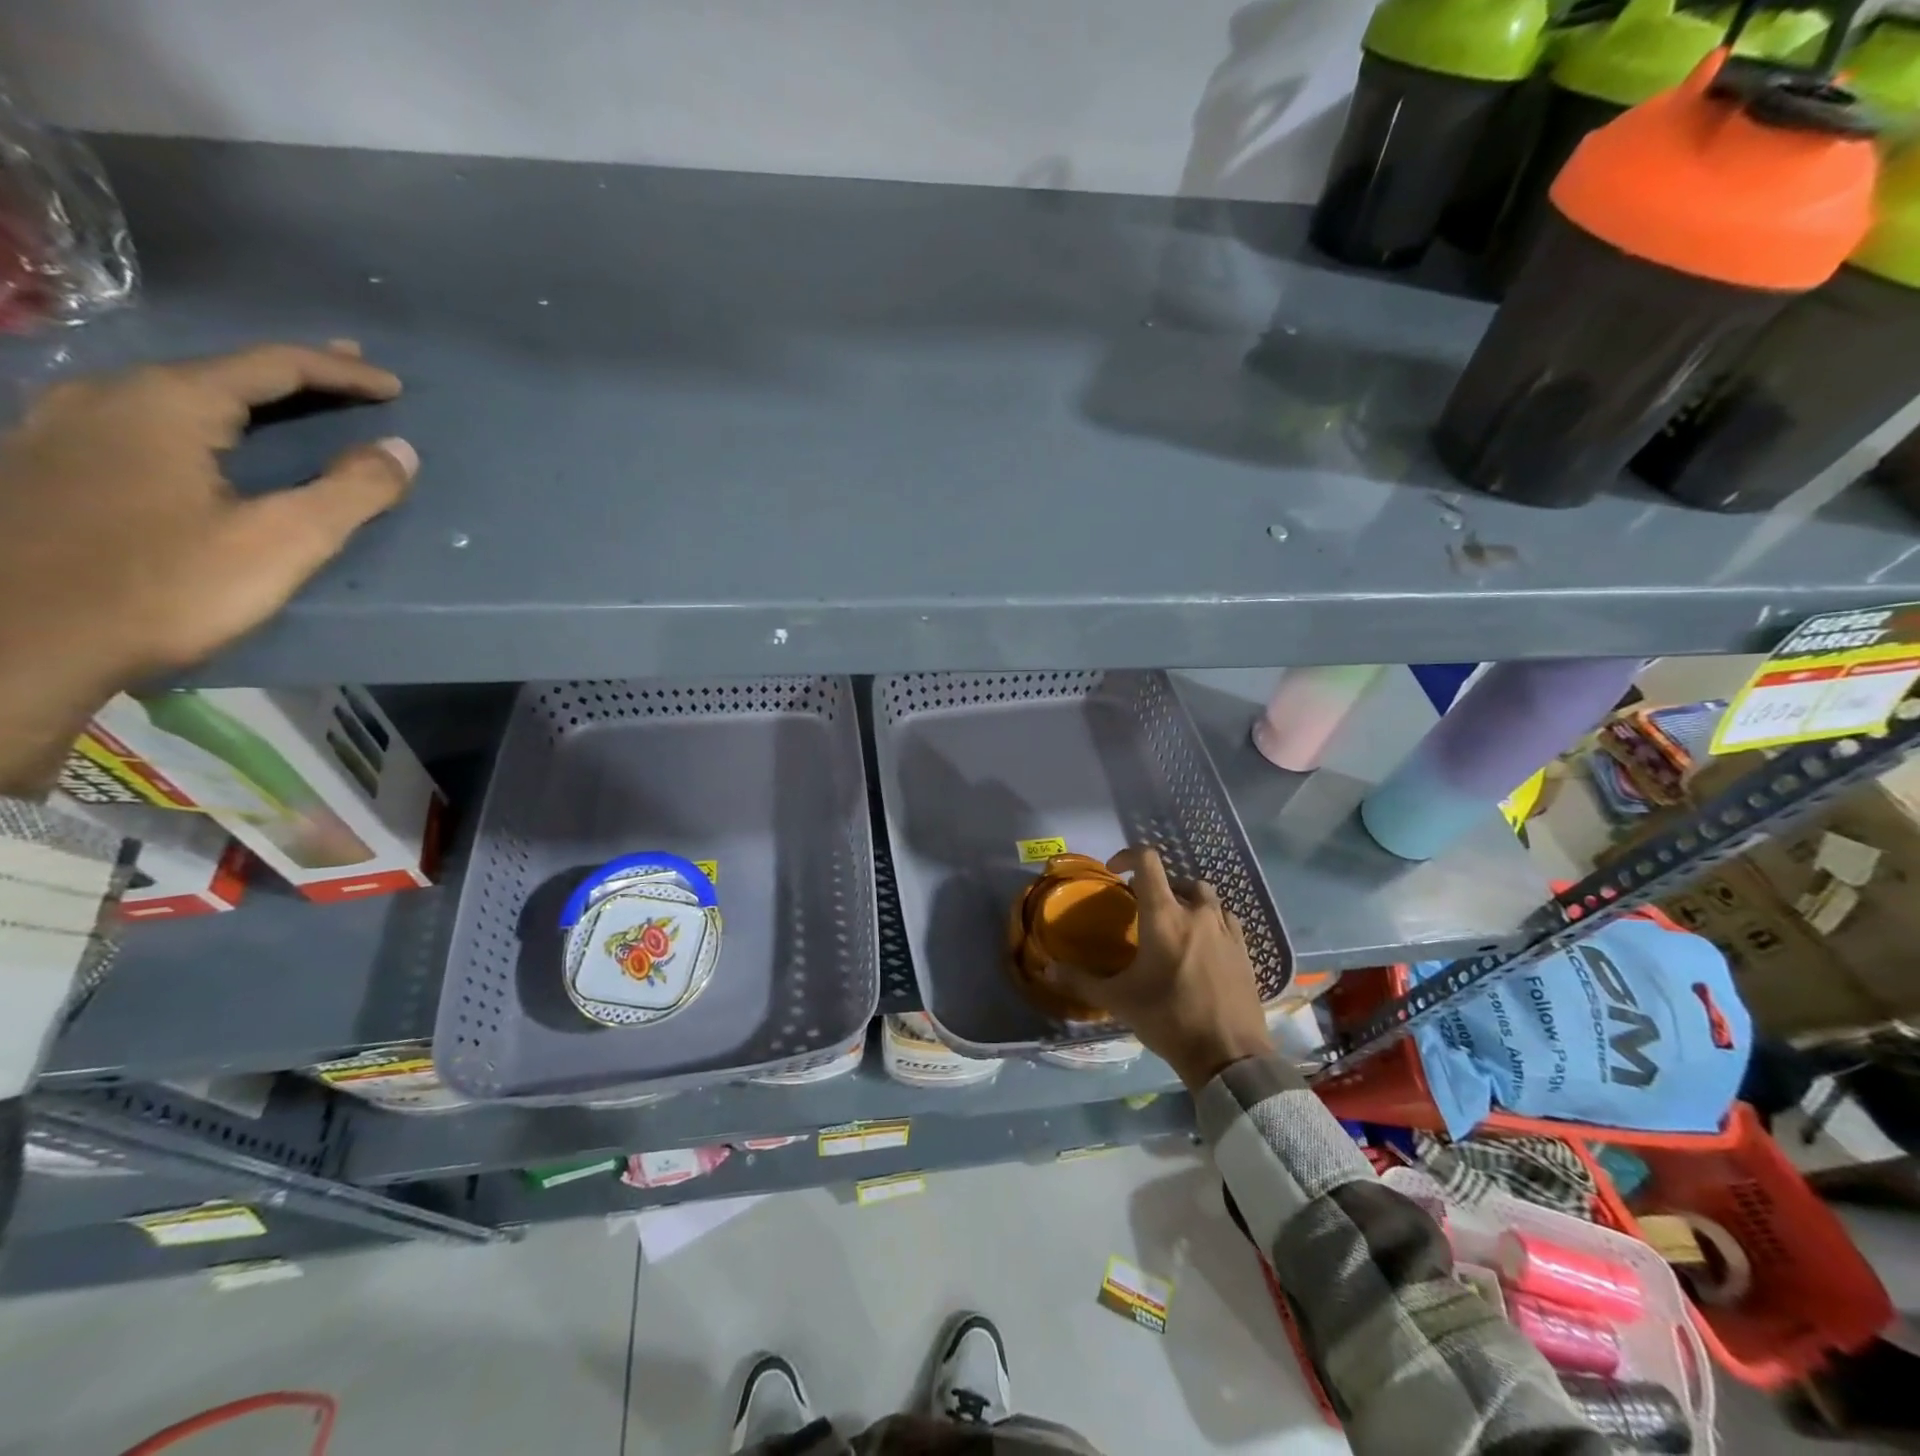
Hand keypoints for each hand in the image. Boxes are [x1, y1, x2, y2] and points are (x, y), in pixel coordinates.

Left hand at [0, 341, 415, 793]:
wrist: (18, 641)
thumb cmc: (165, 586)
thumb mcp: (282, 541)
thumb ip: (351, 492)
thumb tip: (401, 451)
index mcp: (168, 402)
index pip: (273, 365)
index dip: (341, 372)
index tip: (393, 386)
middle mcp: (108, 394)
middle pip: (221, 369)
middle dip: (295, 372)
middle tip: (350, 373)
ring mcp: (64, 425)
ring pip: (176, 392)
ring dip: (244, 394)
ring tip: (287, 402)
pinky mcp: (46, 462)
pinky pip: (143, 418)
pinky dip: (200, 417)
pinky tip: (204, 435)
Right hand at [1042, 846, 1272, 1089]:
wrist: (1229, 1055)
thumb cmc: (1168, 1019)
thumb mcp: (1118, 1000)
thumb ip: (1081, 981)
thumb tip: (1047, 968)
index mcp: (1164, 916)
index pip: (1148, 861)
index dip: (1128, 855)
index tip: (1114, 871)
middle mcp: (1197, 913)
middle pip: (1177, 879)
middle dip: (1157, 886)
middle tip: (1142, 909)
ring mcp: (1226, 930)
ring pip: (1205, 897)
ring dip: (1186, 900)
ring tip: (1173, 924)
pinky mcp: (1245, 950)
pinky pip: (1226, 920)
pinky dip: (1210, 920)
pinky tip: (1202, 945)